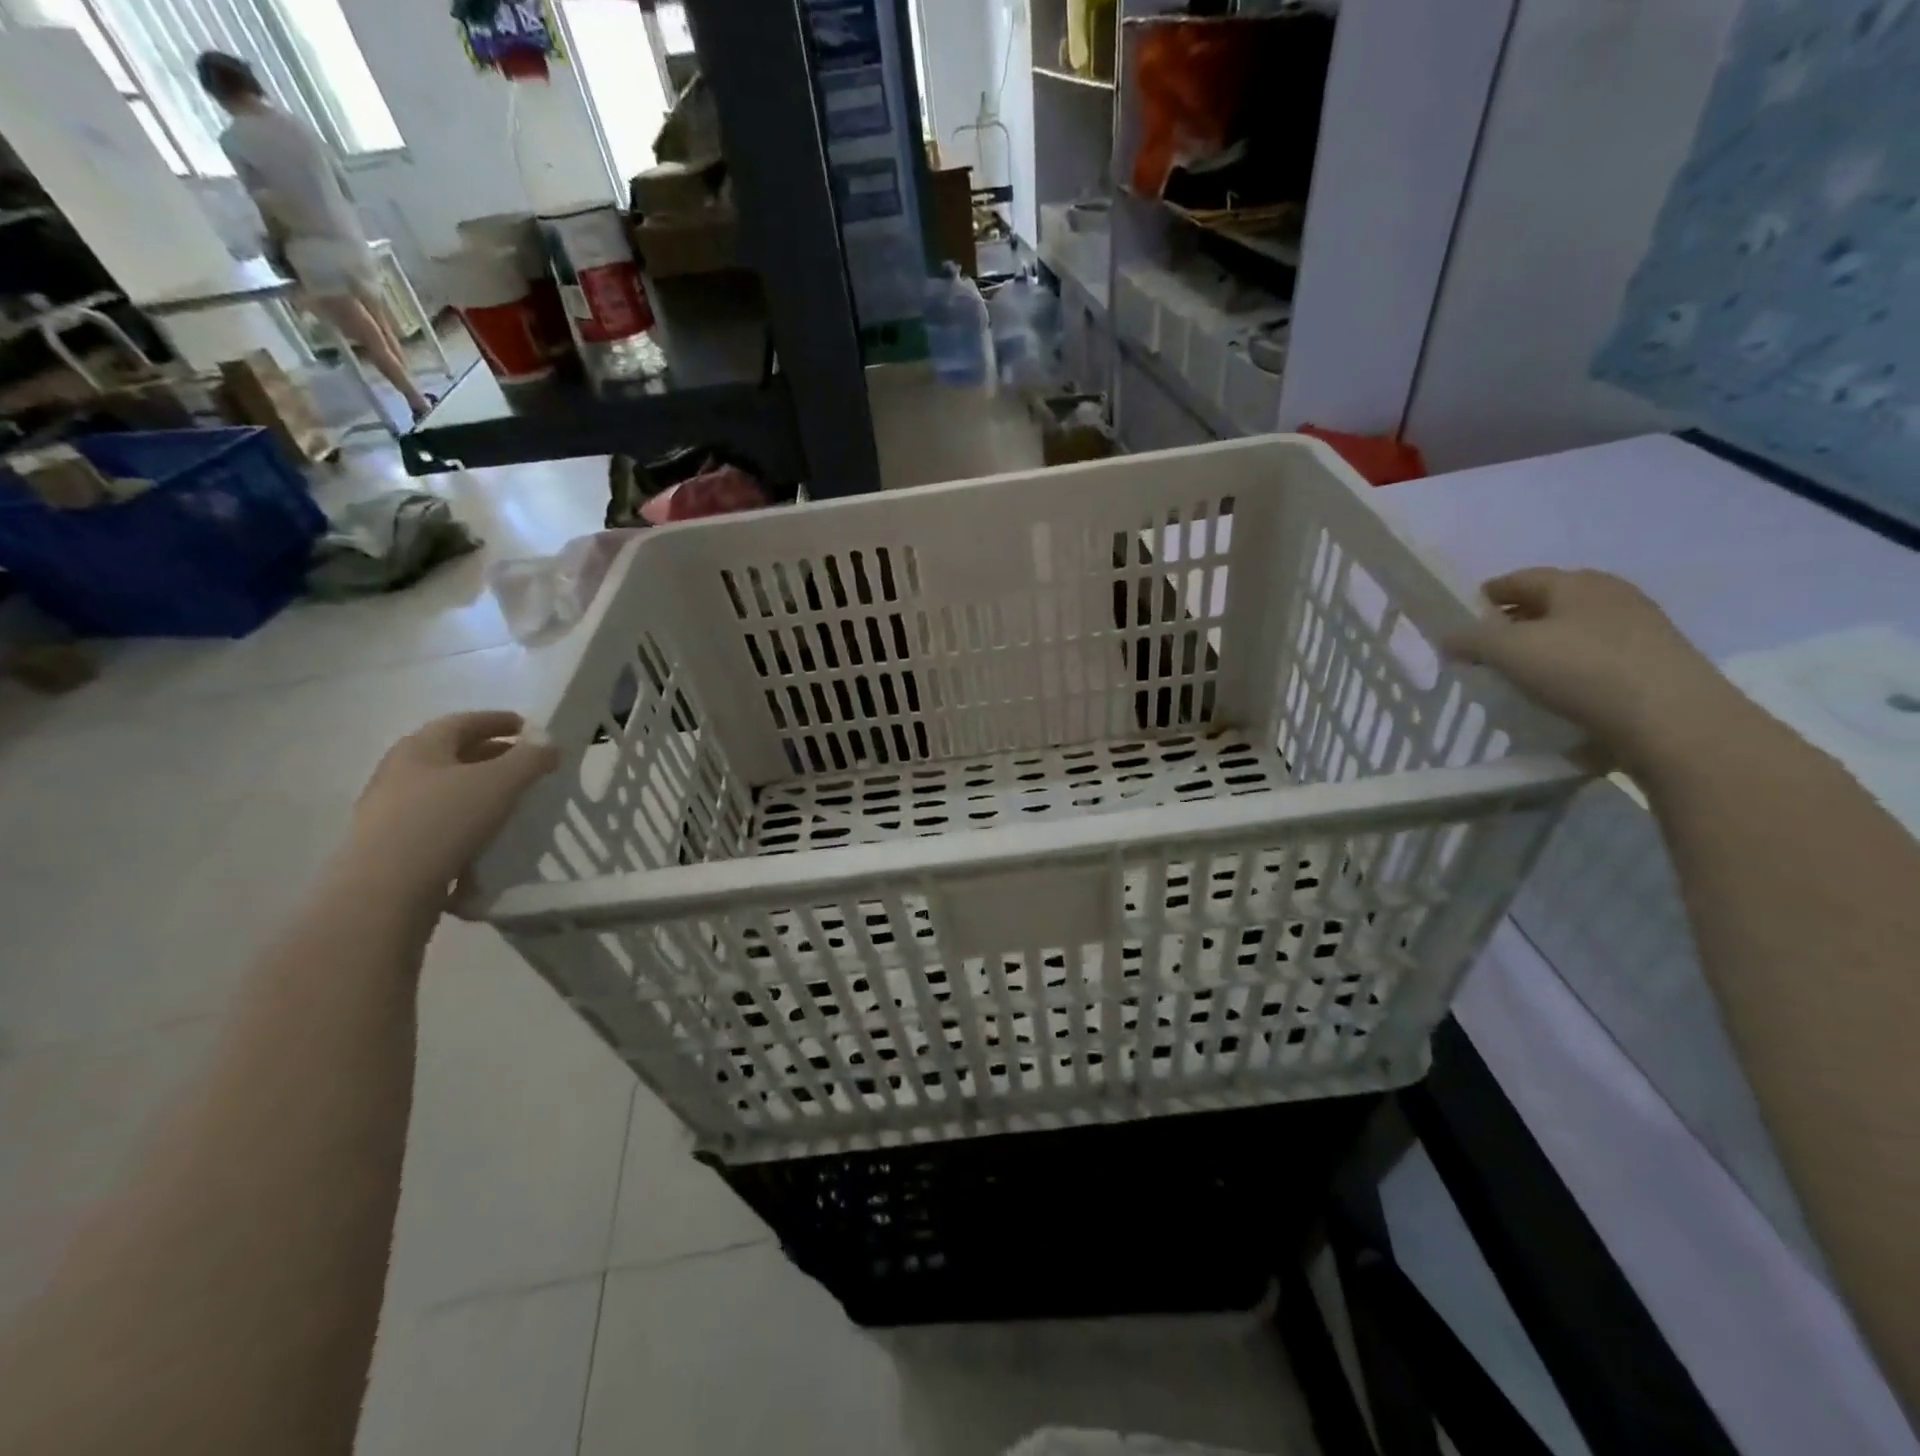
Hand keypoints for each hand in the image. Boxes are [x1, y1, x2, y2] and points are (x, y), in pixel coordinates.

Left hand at [342, 711, 559, 908]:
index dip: (499, 721)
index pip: (464, 722)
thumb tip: (548, 743)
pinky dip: (464, 817)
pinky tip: (485, 833)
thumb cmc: (445, 821)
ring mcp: (389, 808)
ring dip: (477, 788)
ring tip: (510, 801)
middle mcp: (399, 770)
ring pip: (444, 788)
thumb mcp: (500, 782)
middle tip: (526, 765)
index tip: (529, 728)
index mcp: (421, 747)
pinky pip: (437, 819)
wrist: (386, 889)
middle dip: (492, 755)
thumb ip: (530, 758)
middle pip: (453, 754)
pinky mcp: (391, 843)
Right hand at [1450, 569, 1751, 772]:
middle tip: (1482, 652)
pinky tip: (1554, 694)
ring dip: (1540, 649)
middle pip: (1547, 604)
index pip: (1518, 579)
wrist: (1674, 721)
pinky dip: (1568, 670)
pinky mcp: (1654, 664)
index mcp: (1577, 582)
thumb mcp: (1508, 651)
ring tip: (1515, 677)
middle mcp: (1612, 596)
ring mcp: (1640, 629)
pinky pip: (1594, 659)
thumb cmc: (1583, 671)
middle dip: (1511, 623)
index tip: (1459, 622)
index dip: (1483, 597)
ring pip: (1572, 632)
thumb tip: (1447, 636)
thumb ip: (1469, 639)